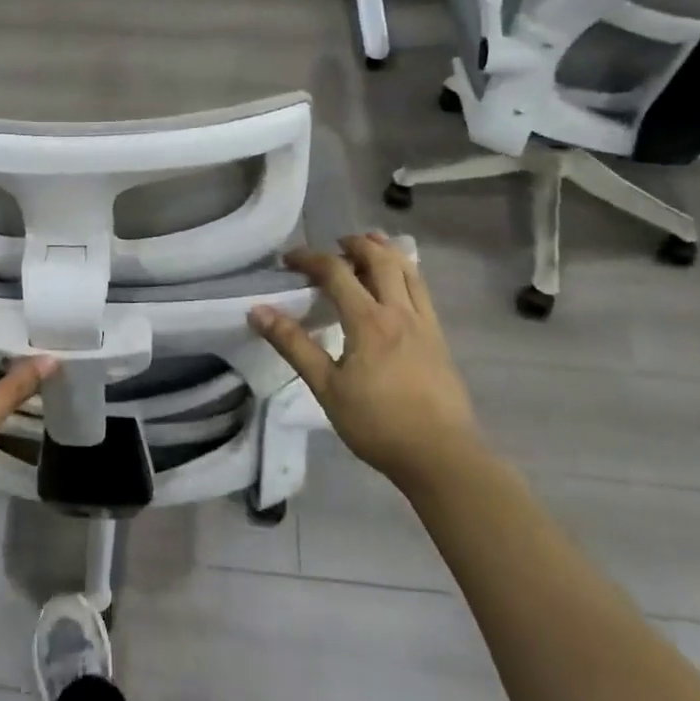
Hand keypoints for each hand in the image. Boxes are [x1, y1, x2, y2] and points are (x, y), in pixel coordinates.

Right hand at [250, 233, 479, 490]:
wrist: (441, 456)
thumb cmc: (378, 423)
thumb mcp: (326, 387)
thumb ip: (293, 345)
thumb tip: (258, 311)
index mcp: (368, 320)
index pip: (336, 272)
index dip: (309, 259)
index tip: (288, 260)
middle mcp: (399, 311)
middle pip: (380, 259)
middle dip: (355, 244)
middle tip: (334, 245)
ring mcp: (424, 323)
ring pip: (408, 270)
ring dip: (385, 251)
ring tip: (368, 248)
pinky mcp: (439, 338)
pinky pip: (422, 290)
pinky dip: (406, 272)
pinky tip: (397, 284)